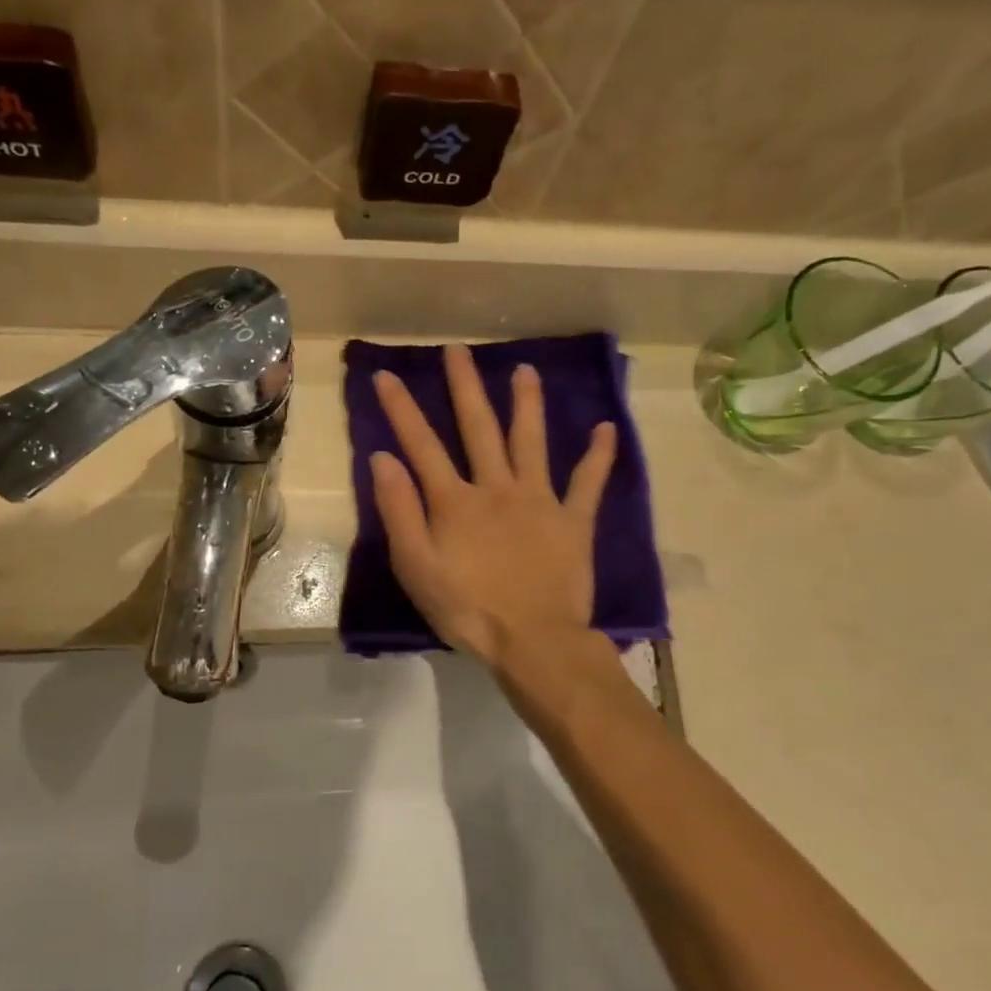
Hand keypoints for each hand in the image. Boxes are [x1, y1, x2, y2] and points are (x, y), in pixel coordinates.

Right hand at [371, 344, 615, 669]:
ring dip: (527, 404)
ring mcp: (539, 500)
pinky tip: (606, 429)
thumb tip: (383, 458)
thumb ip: (399, 511)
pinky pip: (588, 483)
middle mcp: (497, 488)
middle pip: (479, 428)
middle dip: (465, 387)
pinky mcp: (573, 521)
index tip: (387, 374)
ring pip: (531, 442)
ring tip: (525, 370)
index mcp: (455, 501)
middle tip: (458, 350)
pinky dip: (598, 456)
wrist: (533, 640)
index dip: (402, 409)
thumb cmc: (467, 609)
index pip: (421, 445)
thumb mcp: (416, 567)